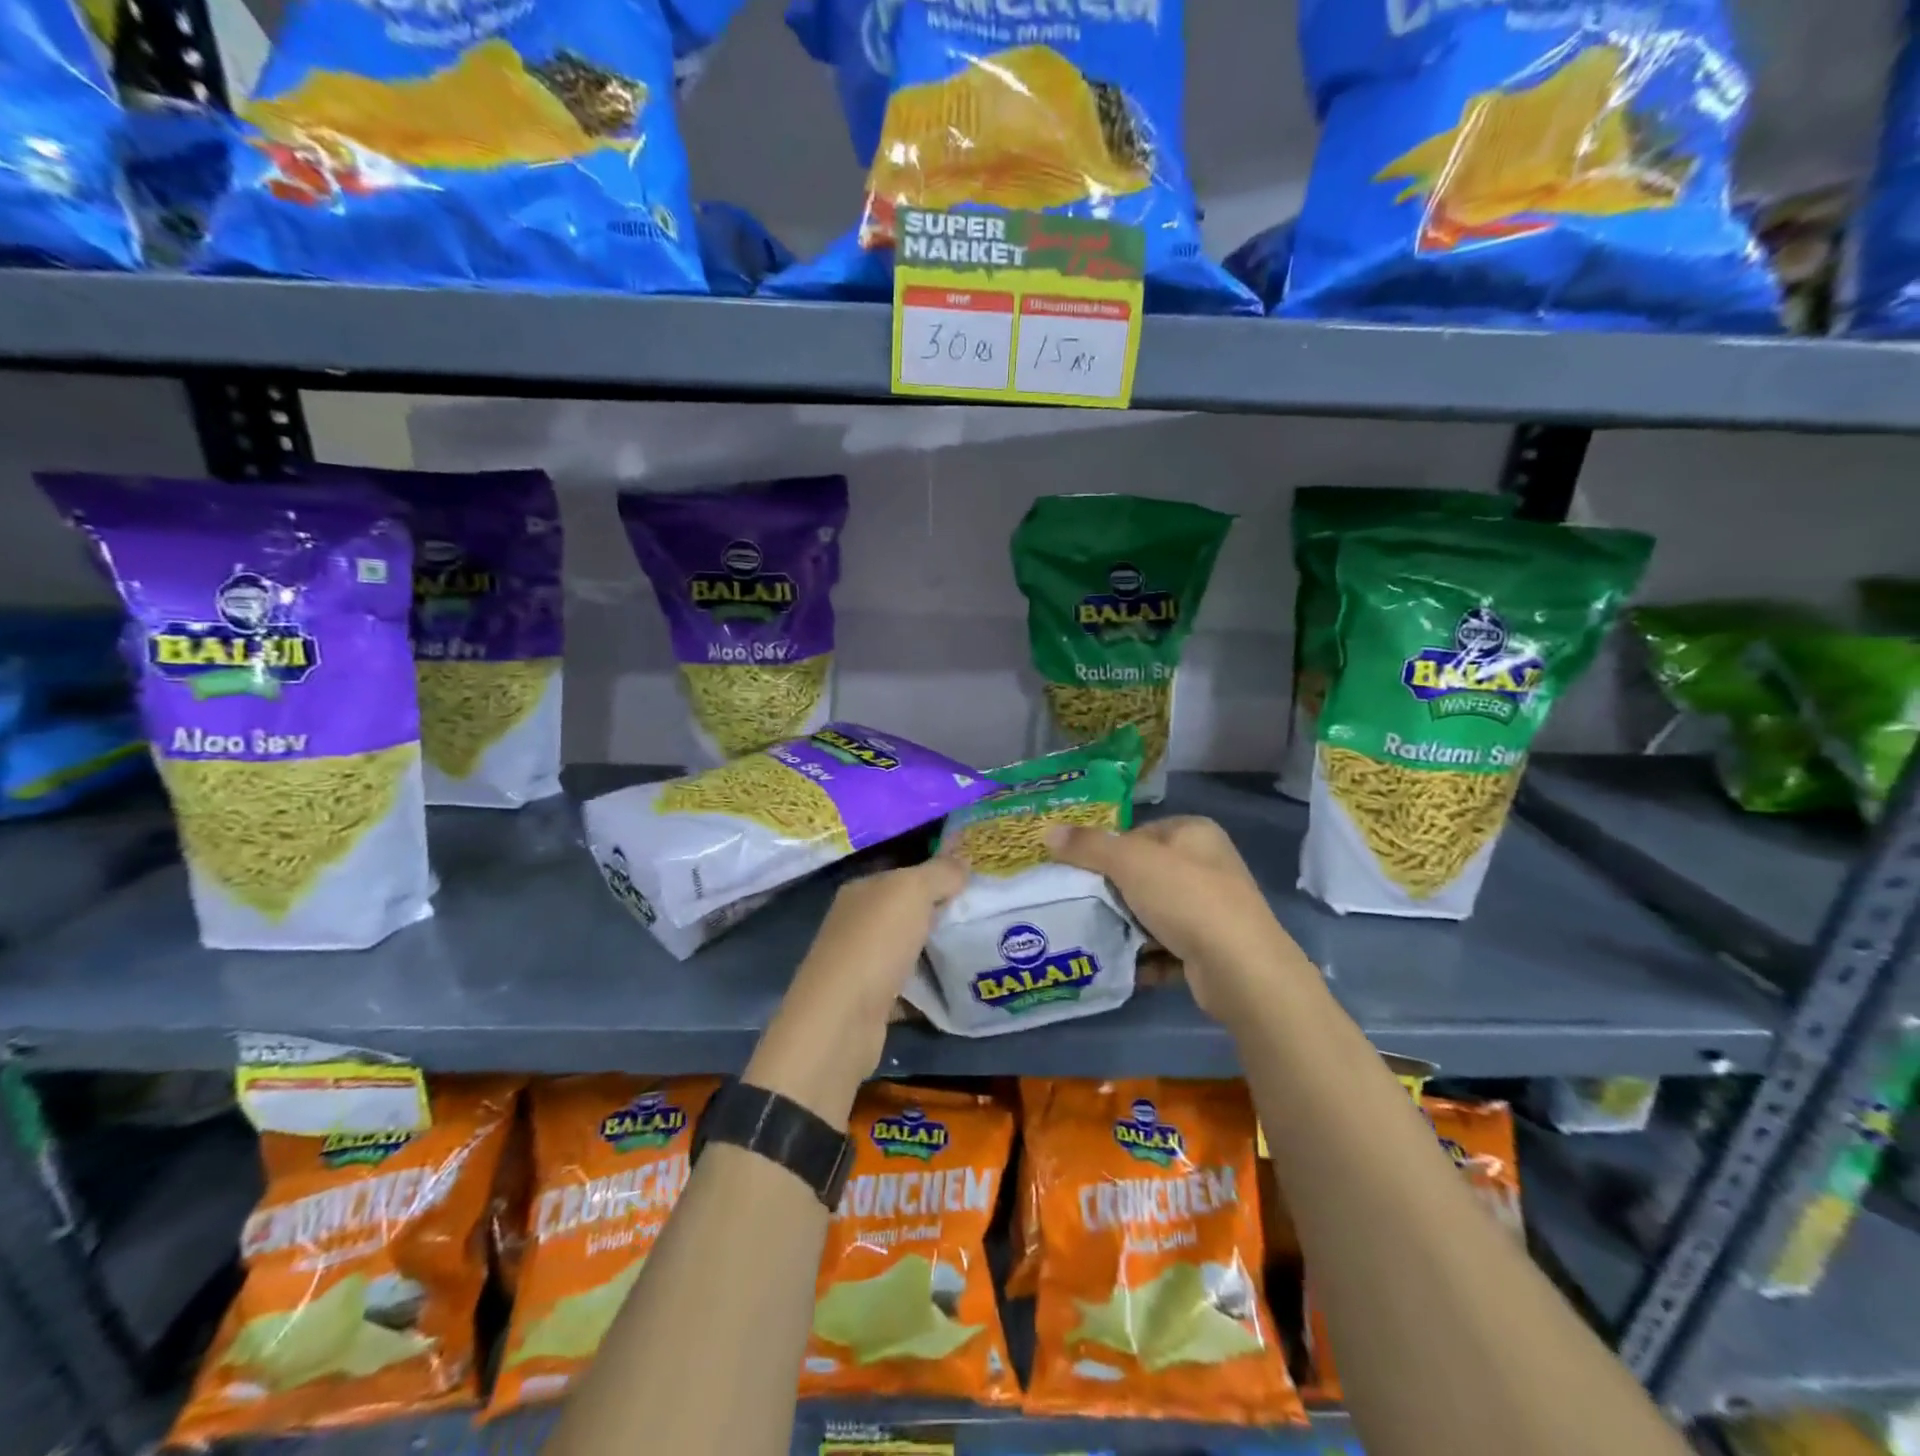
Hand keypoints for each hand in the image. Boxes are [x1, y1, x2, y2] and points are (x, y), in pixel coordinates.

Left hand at [746, 857, 966, 1120]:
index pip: (903, 873)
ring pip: (908, 947)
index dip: (937, 873)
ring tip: (979, 946)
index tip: (975, 879)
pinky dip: (929, 986)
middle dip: (941, 911)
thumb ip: (939, 872)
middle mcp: (856, 922)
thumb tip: (963, 858)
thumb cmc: (875, 944)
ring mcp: (861, 963)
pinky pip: (909, 986)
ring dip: (937, 949)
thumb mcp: (912, 892)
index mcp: (861, 890)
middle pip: (906, 911)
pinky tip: (959, 985)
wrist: (842, 1020)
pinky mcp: (871, 1000)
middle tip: (985, 912)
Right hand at [1045, 816, 1307, 1021]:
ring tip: (1100, 938)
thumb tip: (1048, 831)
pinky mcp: (1214, 947)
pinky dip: (1149, 955)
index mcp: (1194, 832)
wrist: (1240, 968)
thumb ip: (1088, 846)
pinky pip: (1169, 945)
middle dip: (1115, 894)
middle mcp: (1209, 864)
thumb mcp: (1129, 862)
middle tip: (1085, 908)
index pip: (1138, 834)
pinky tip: (1127, 966)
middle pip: (1145, 874)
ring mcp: (1215, 908)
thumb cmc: (1186, 898)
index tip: (1083, 875)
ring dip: (1130, 927)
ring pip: (1156, 911)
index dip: (1108, 852)